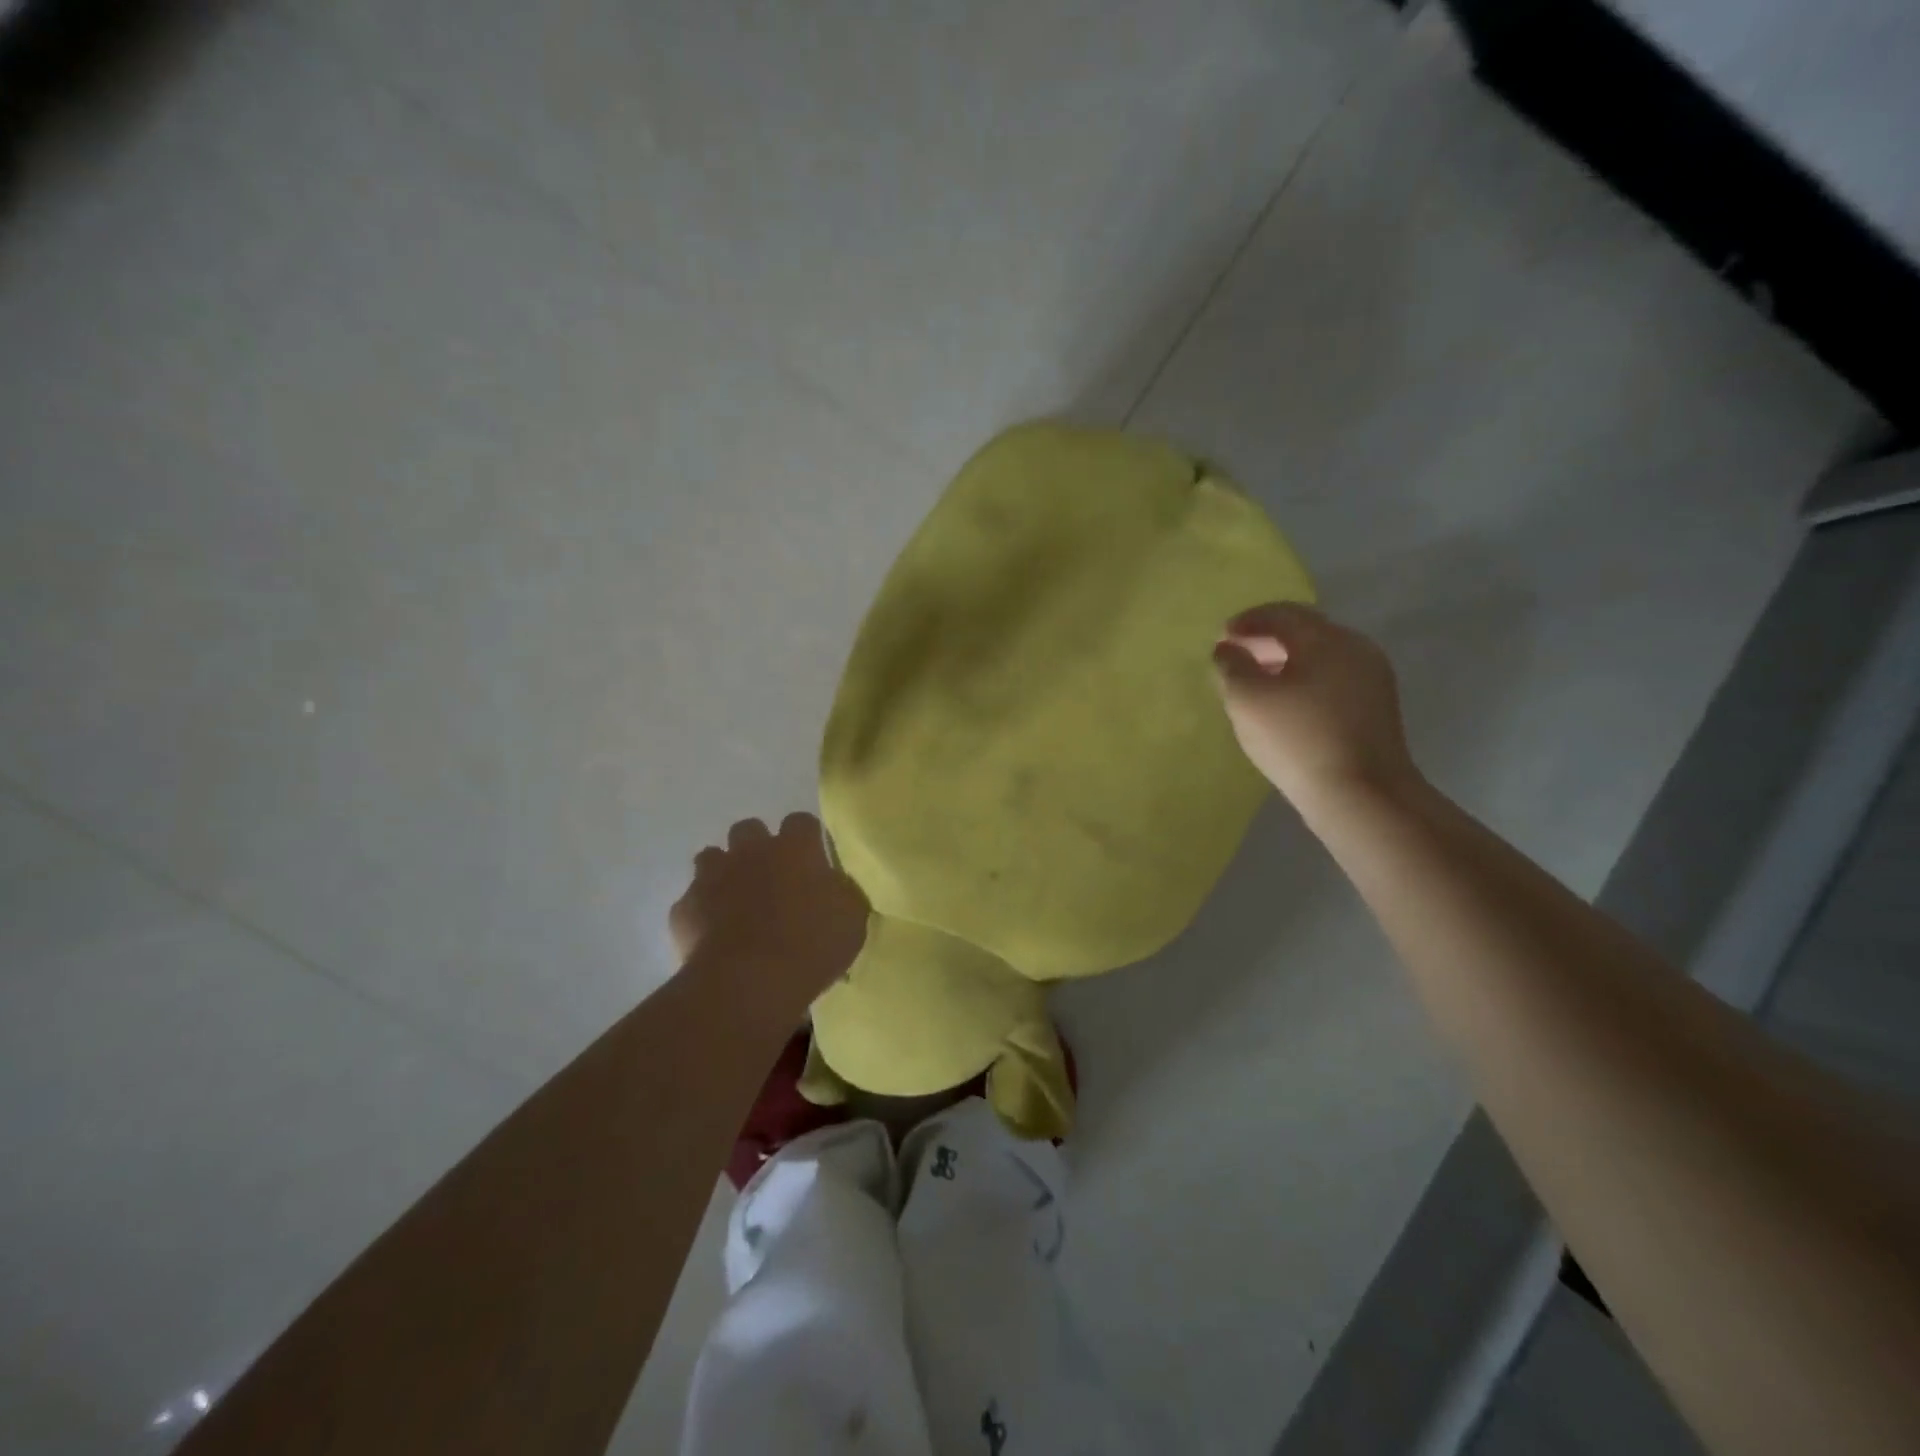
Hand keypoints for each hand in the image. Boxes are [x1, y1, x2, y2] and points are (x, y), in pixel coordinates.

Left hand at [670, 813, 868, 1004]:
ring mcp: (712, 877)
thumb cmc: (811, 945)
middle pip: (749, 829)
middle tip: (771, 877)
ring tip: (735, 901)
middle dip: (757, 846)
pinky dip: (701, 912)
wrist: (749, 981)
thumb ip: (842, 892)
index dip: (806, 838)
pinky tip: (713, 934)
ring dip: (723, 872)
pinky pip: (691, 901)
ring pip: (712, 857)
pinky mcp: (685, 908)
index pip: (801, 822)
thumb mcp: (851, 919)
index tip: (812, 859)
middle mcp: (751, 852)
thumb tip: (834, 885)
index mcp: (795, 849)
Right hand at [1212, 603, 1422, 811]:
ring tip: (1255, 680)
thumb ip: (1232, 666)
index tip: (1221, 637)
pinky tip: (1285, 703)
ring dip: (1285, 660)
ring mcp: (1371, 678)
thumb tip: (1228, 650)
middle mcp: (1356, 648)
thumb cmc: (1298, 739)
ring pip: (1320, 656)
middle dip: (1267, 638)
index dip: (1247, 621)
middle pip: (1305, 631)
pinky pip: (1332, 678)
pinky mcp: (1375, 708)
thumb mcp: (1248, 700)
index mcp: (1326, 639)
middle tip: (1235, 655)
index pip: (1282, 614)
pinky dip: (1303, 679)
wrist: (1361, 795)